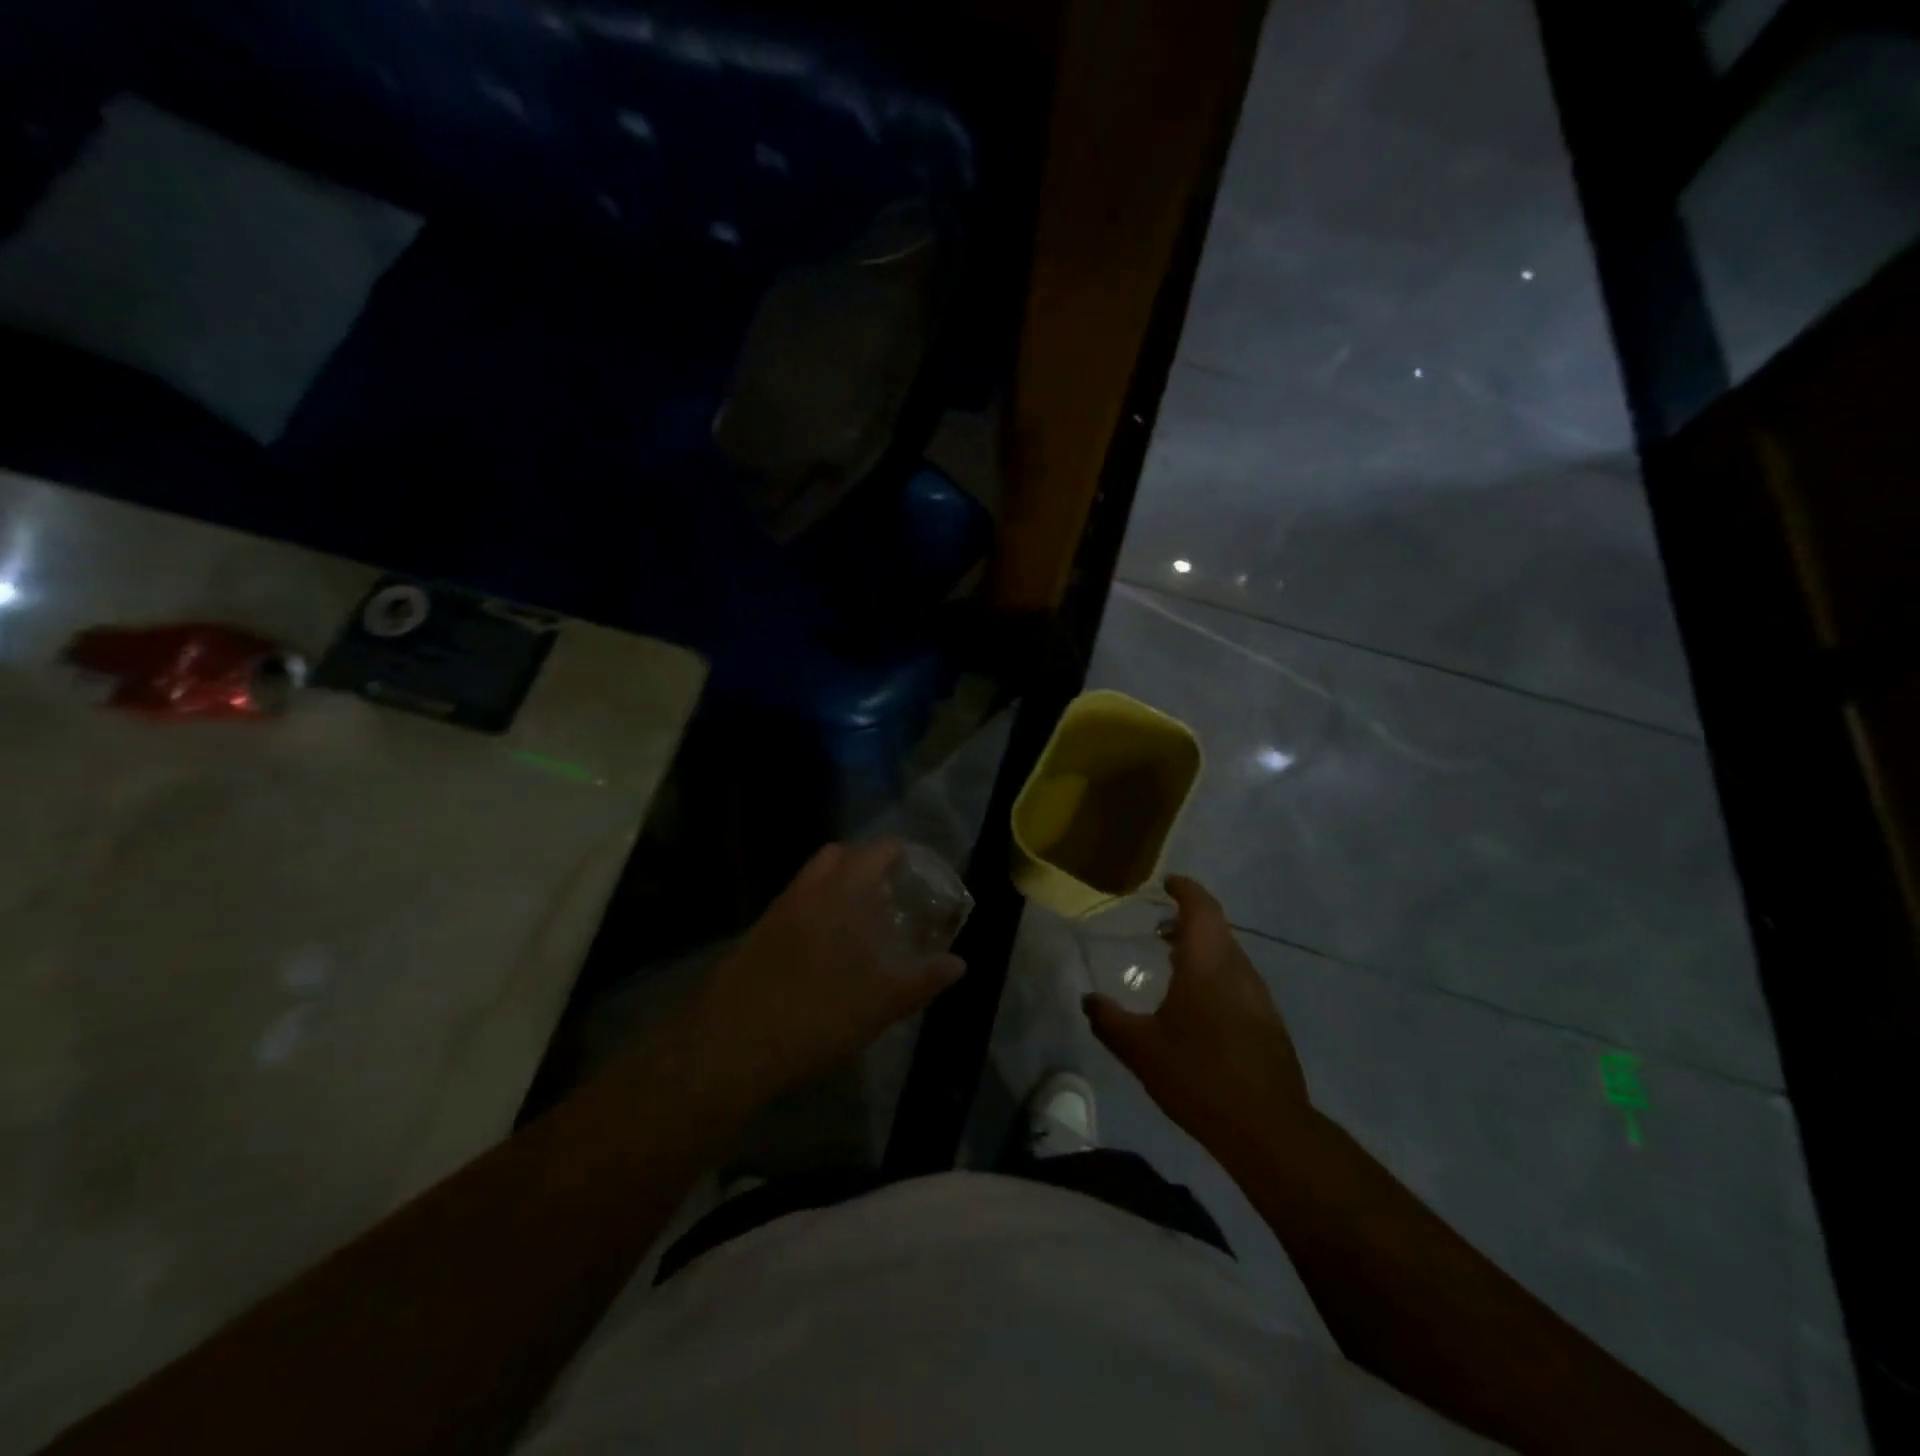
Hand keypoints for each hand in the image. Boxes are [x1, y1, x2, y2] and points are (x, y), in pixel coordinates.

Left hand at [688, 841, 964, 1105]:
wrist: (730, 1046)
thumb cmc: (816, 1015)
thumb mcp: (880, 1003)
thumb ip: (922, 979)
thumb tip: (958, 964)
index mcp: (840, 893)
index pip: (876, 851)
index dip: (902, 853)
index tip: (921, 869)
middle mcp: (807, 891)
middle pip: (839, 856)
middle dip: (866, 864)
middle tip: (892, 892)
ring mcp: (776, 912)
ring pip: (812, 881)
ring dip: (838, 888)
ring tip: (862, 922)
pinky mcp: (755, 936)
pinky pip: (794, 906)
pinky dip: (816, 911)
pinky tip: (826, 950)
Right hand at [1083, 876, 1310, 1151]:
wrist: (1267, 1128)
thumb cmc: (1198, 1076)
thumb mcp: (1140, 1049)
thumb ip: (1109, 1020)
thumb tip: (1087, 999)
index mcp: (1207, 963)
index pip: (1201, 907)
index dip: (1186, 889)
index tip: (1167, 882)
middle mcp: (1237, 970)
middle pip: (1217, 928)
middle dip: (1189, 919)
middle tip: (1160, 925)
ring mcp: (1259, 996)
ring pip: (1229, 955)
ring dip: (1203, 948)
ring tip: (1172, 961)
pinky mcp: (1269, 1022)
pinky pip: (1238, 980)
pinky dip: (1216, 974)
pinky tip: (1197, 1004)